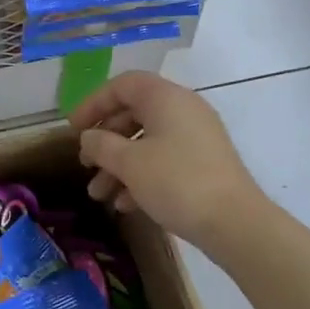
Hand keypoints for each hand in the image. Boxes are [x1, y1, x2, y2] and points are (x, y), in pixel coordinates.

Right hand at [70, 71, 264, 247]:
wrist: (235, 223)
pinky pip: (164, 160)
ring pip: (147, 142)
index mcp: (166, 98)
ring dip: (118, 165)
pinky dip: (141, 176)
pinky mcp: (204, 164)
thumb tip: (89, 137)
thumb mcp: (129, 163)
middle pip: (133, 114)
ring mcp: (196, 137)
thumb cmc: (176, 182)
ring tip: (99, 194)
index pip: (122, 85)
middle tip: (85, 164)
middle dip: (104, 141)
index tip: (74, 129)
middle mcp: (183, 110)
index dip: (93, 103)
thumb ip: (101, 144)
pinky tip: (125, 205)